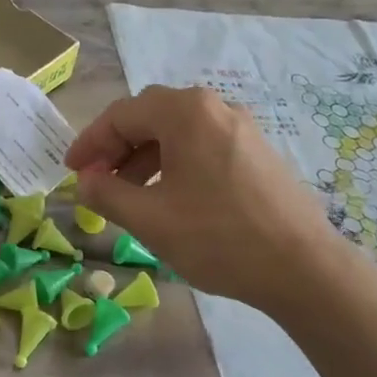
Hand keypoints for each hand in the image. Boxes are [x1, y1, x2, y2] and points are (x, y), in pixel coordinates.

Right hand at [66, 85, 342, 311]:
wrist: (304, 268)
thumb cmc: (218, 238)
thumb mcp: (150, 218)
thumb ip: (106, 193)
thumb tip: (85, 181)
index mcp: (186, 112)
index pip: (122, 115)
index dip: (90, 143)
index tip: (72, 171)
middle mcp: (215, 108)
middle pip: (150, 117)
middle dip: (117, 148)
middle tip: (97, 181)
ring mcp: (242, 128)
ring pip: (178, 132)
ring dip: (145, 157)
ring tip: (129, 195)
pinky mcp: (258, 152)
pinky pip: (203, 146)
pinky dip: (175, 164)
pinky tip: (170, 198)